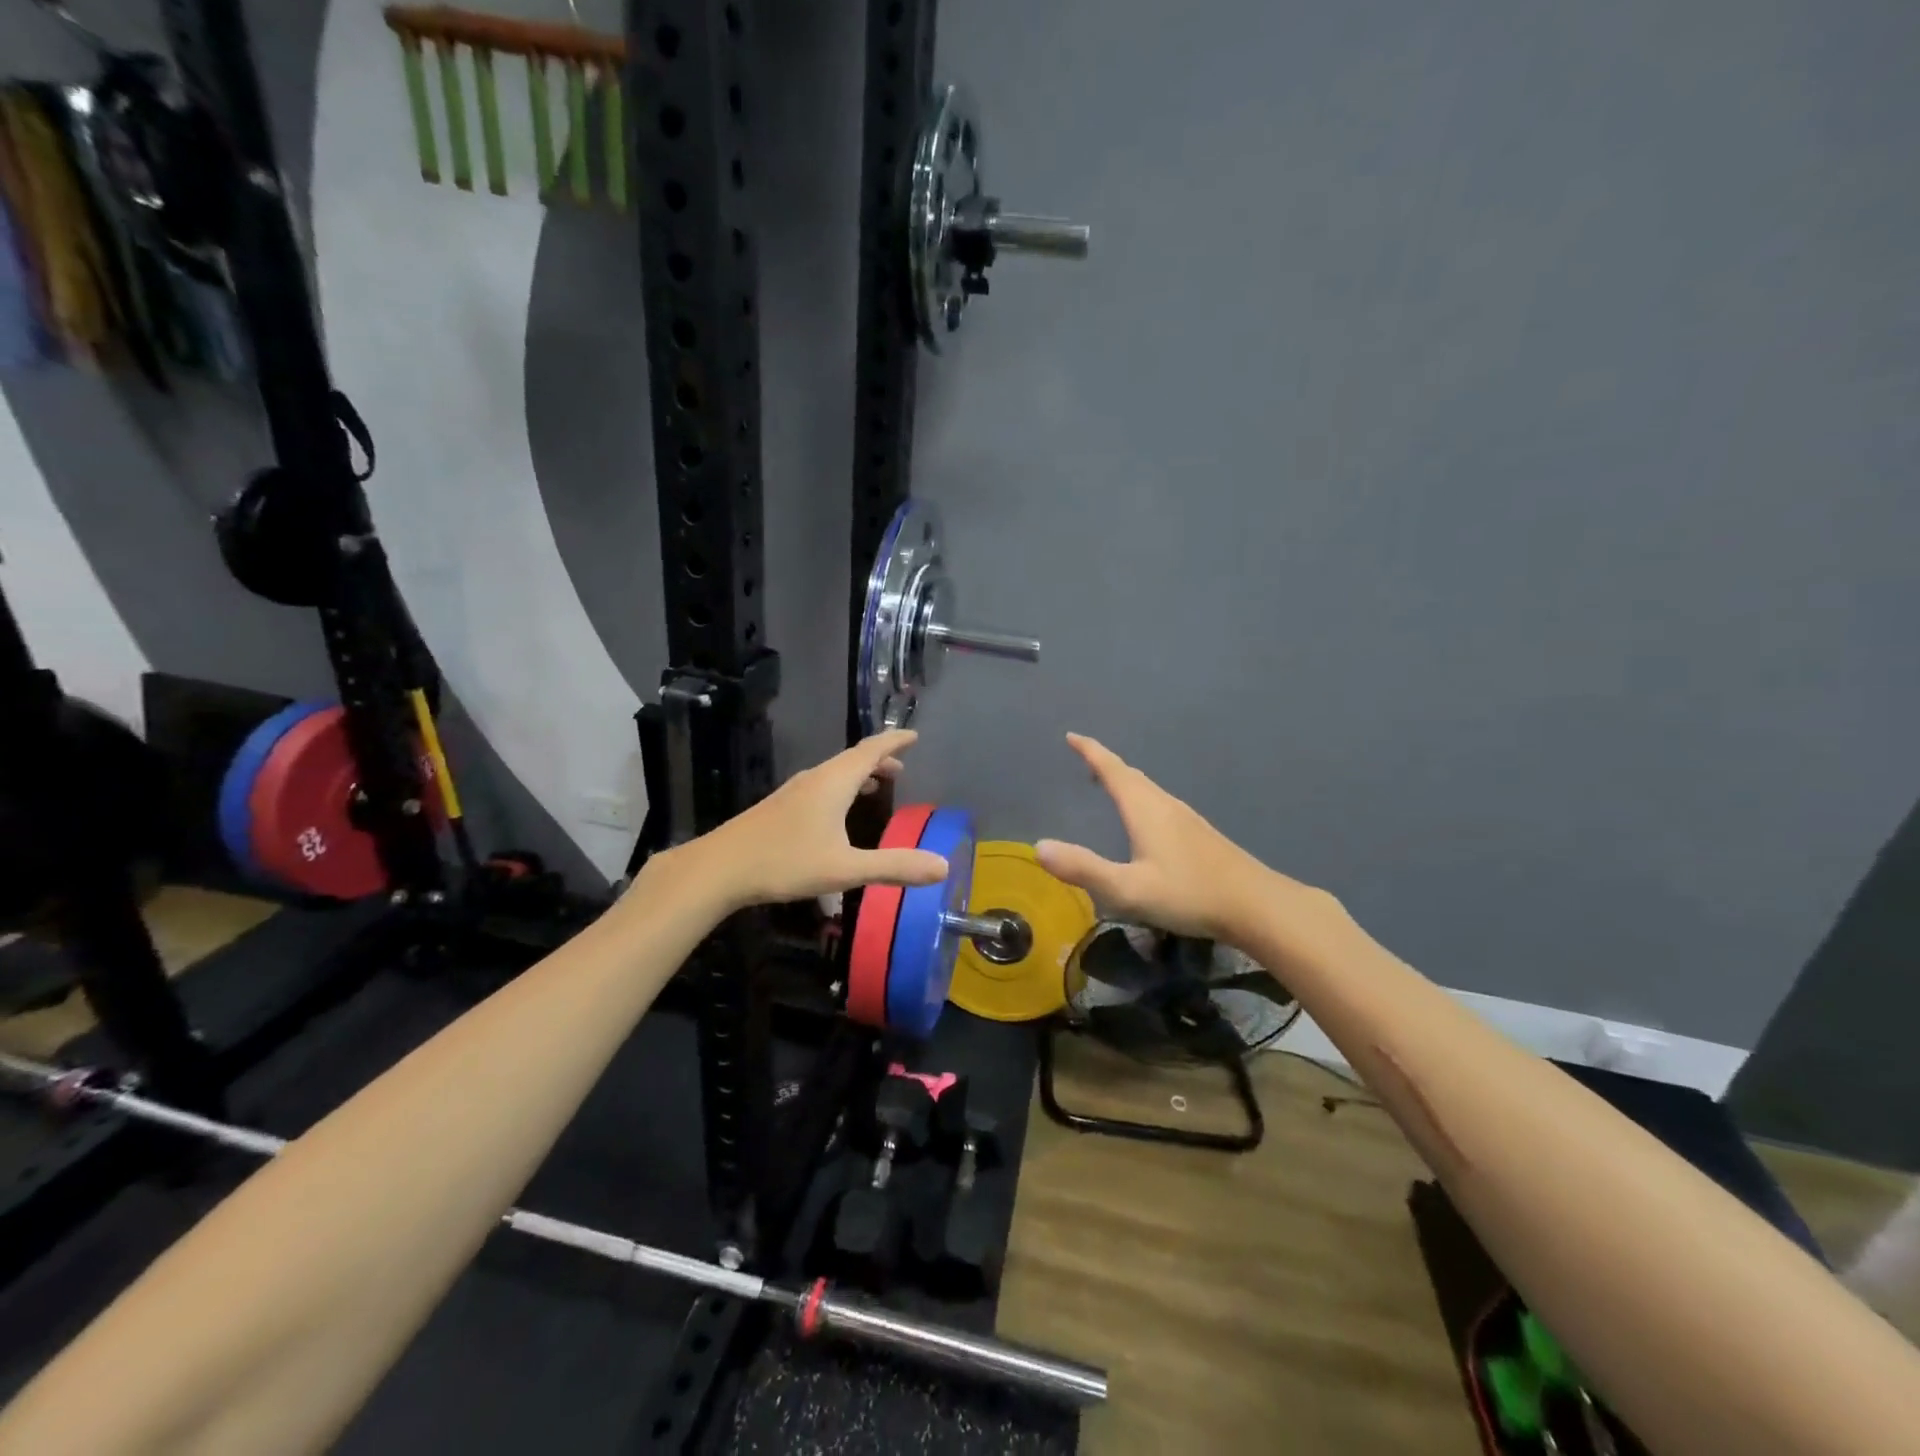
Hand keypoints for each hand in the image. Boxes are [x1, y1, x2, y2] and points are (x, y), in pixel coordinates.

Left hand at [669, 730, 949, 912]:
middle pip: (852, 759)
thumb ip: (894, 866)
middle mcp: (814, 779)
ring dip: (858, 774)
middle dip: (879, 760)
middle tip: (901, 768)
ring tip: (876, 786)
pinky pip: (820, 786)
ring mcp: (793, 792)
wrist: (718, 869)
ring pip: (834, 773)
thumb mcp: (845, 869)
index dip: (894, 742)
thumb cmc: (785, 863)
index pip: (871, 751)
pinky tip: (836, 812)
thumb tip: (943, 866)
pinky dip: (841, 788)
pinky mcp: (778, 807)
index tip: (913, 735)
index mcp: (833, 783)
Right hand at [1036, 733, 1308, 942]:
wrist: (1257, 905)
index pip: (1112, 770)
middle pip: (1131, 775)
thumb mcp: (1128, 889)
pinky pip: (1160, 804)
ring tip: (1107, 785)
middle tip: (1084, 759)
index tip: (1072, 736)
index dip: (1091, 752)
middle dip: (1105, 765)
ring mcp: (1186, 819)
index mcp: (1145, 809)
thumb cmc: (1189, 894)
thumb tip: (1039, 847)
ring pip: (1148, 790)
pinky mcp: (1199, 835)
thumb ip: (1084, 869)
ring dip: (1125, 781)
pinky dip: (1141, 799)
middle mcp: (1165, 805)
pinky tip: (1145, 821)